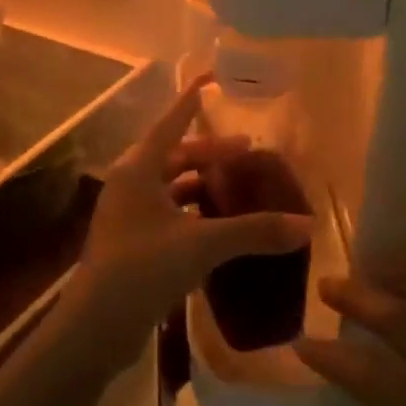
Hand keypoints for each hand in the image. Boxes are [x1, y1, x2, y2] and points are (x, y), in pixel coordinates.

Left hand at [57, 78, 312, 381]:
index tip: (212, 81)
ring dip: (200, 184)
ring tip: (236, 187)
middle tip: (247, 152)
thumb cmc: (144, 267)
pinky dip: (192, 212)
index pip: (171, 123)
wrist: (97, 324)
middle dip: (209, 153)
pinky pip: (167, 213)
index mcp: (138, 169)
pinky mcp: (131, 243)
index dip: (192, 102)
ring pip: (169, 186)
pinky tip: (216, 225)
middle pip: (174, 156)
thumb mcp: (203, 244)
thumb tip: (307, 226)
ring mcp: (127, 215)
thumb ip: (255, 232)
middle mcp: (129, 184)